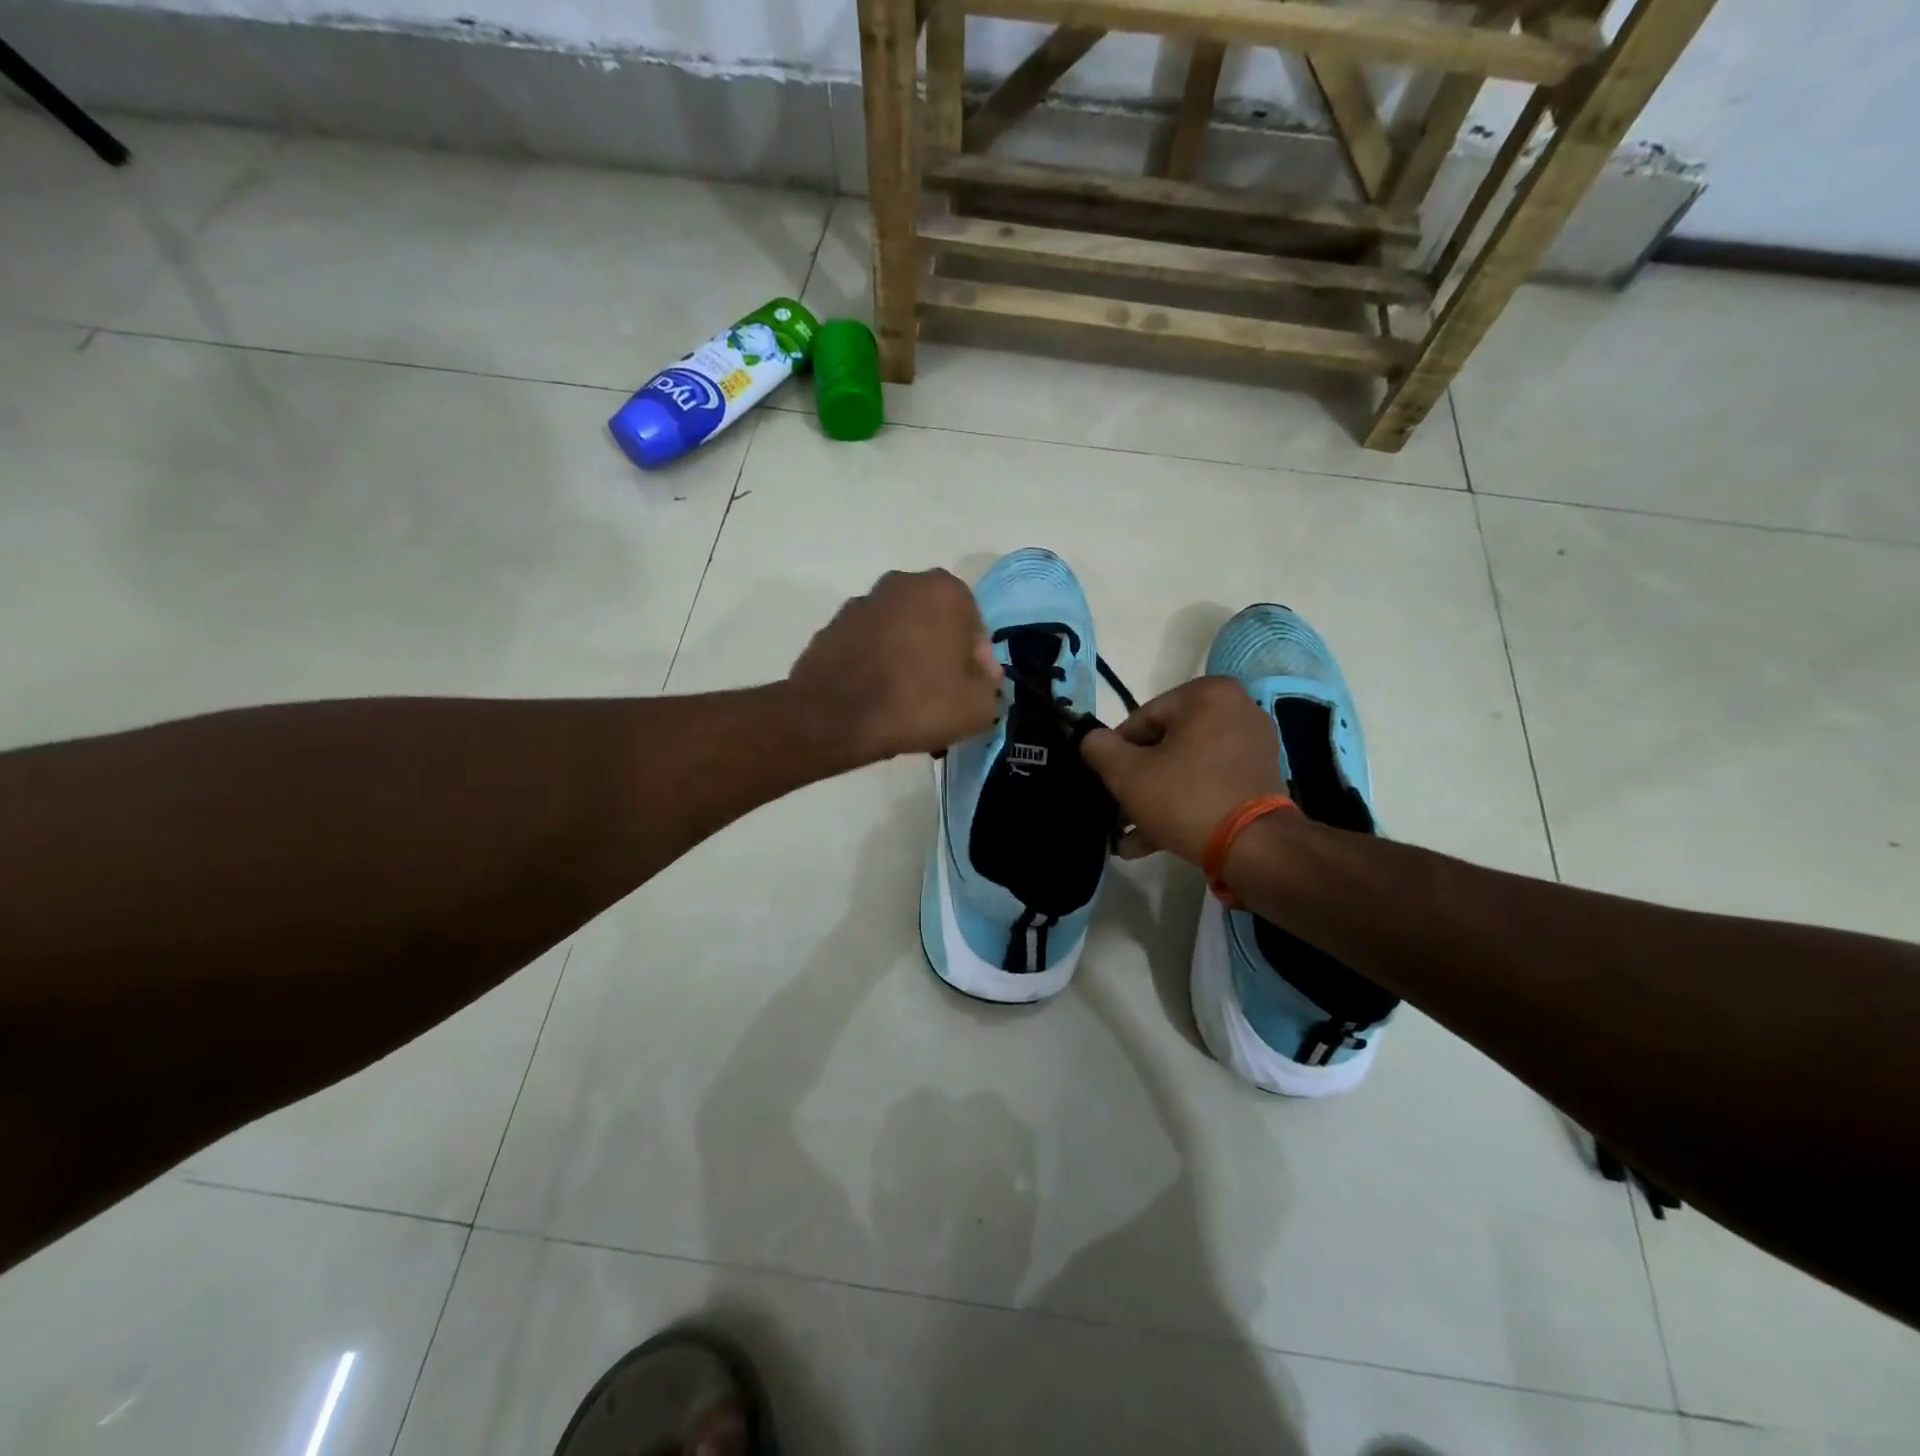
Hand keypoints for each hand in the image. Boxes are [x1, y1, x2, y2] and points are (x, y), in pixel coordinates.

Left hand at [787, 569, 1002, 764]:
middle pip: (938, 625)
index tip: (970, 694)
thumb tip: (982, 680)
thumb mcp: (978, 708)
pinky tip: (878, 696)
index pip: (976, 630)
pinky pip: (871, 645)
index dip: (977, 666)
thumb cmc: (917, 702)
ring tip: (908, 700)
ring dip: (910, 657)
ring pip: (902, 633)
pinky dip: (879, 663)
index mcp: (946, 590)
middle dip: (943, 655)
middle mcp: (904, 583)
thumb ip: (991, 689)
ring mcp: (864, 601)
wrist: (834, 716)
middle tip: (942, 696)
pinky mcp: (834, 624)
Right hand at [1078, 677, 1284, 864]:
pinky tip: (1151, 840)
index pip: (1142, 719)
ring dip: (1155, 799)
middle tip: (1116, 811)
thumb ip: (1099, 749)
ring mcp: (1253, 746)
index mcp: (1207, 695)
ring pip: (1186, 768)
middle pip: (1166, 744)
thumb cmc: (1186, 798)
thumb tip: (1090, 739)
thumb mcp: (1127, 774)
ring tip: (1127, 835)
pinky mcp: (1260, 778)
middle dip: (1137, 781)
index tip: (1107, 781)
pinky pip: (1209, 783)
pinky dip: (1183, 804)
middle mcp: (1237, 710)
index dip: (1117, 752)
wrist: (1254, 848)